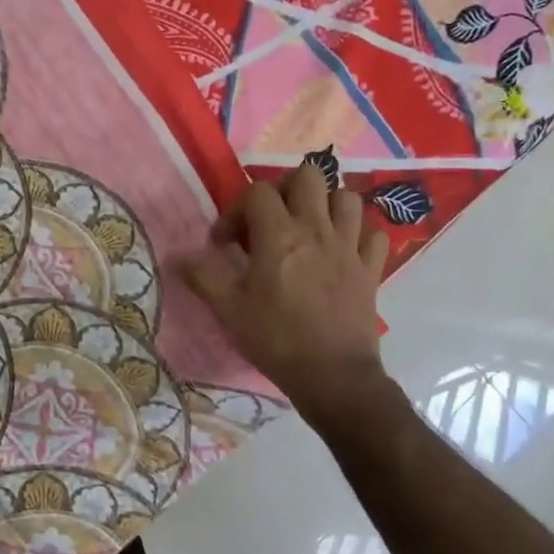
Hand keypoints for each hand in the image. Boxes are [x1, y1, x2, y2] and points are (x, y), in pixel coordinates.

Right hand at [177, 160, 390, 420]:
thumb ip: (203, 276)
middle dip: (286, 189)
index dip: (236, 210)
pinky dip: (360, 235)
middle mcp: (317, 230)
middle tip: (271, 218)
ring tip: (309, 228)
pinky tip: (344, 251)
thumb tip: (178, 256)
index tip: (226, 243)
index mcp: (279, 235)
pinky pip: (374, 234)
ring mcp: (350, 247)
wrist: (333, 376)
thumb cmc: (276, 340)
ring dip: (326, 205)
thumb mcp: (229, 310)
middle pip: (308, 176)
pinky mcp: (371, 269)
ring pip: (347, 198)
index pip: (258, 192)